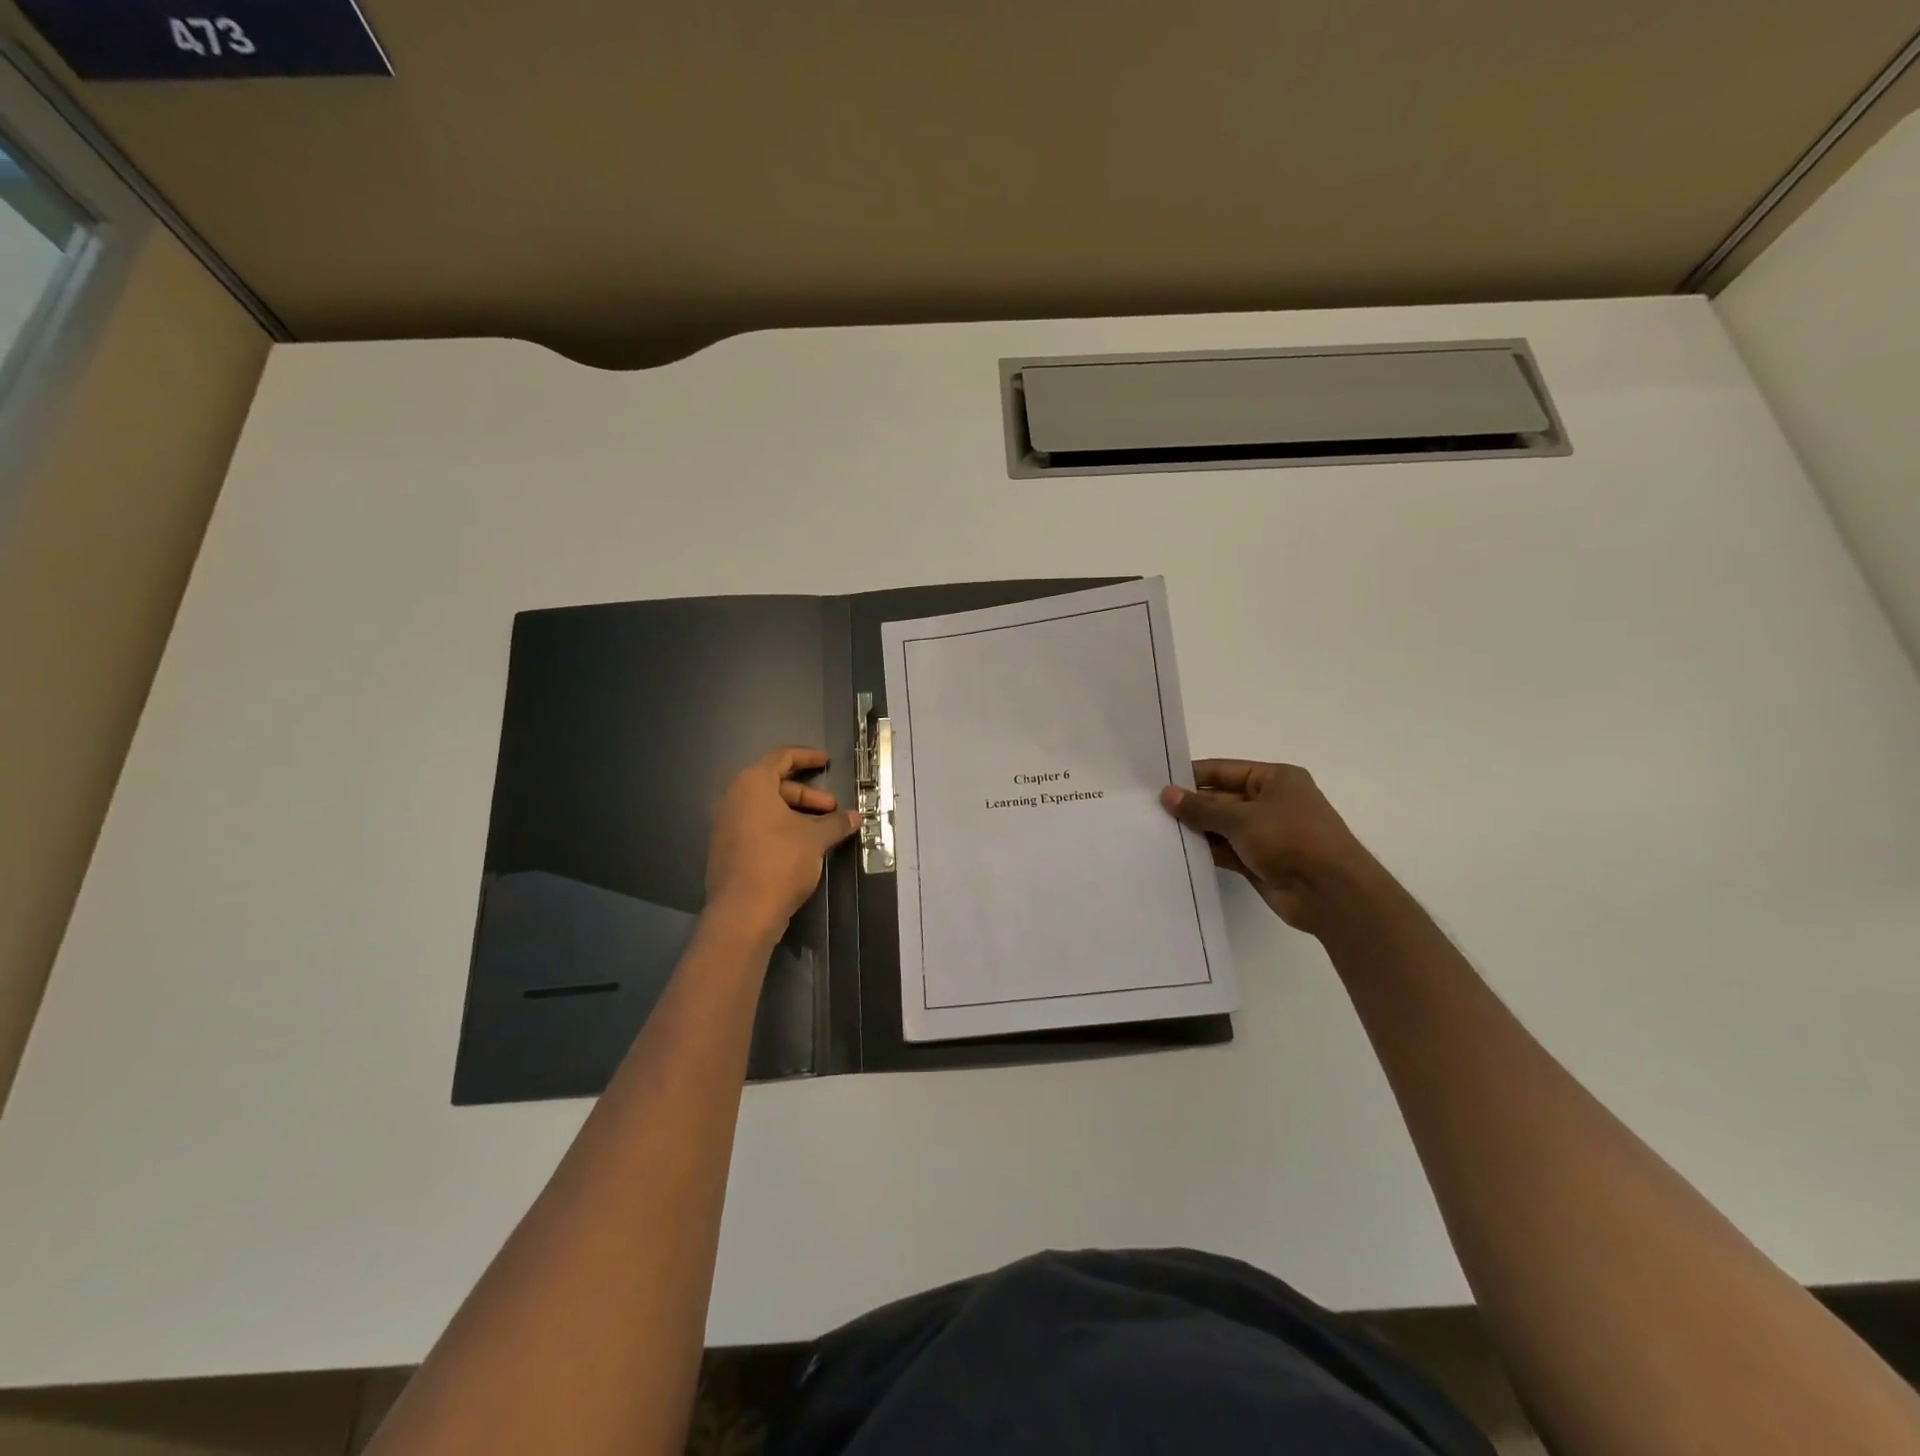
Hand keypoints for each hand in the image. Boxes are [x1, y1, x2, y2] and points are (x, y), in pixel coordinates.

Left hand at [705, 747, 857, 938]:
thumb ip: (836, 822)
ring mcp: (725, 826)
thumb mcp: (815, 838)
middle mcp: (733, 800)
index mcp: (751, 785)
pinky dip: (779, 829)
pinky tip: (801, 848)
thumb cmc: (780, 861)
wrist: (743, 912)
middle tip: (832, 809)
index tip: (827, 762)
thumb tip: (855, 817)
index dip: (806, 757)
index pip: (780, 758)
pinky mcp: (726, 850)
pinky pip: (756, 828)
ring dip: (796, 814)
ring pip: (766, 809)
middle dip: (807, 795)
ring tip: (821, 831)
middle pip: (774, 785)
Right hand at [1160, 760, 1383, 936]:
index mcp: (1275, 779)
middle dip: (1191, 805)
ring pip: (1222, 826)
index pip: (1224, 770)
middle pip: (1221, 798)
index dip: (1192, 776)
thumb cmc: (1290, 839)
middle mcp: (1271, 802)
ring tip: (1156, 830)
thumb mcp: (1241, 818)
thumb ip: (1201, 808)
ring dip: (1196, 829)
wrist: (1330, 893)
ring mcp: (1267, 834)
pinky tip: (1177, 852)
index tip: (1158, 783)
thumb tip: (1166, 794)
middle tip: (1150, 809)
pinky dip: (1206, 851)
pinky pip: (1227, 850)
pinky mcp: (1261, 861)